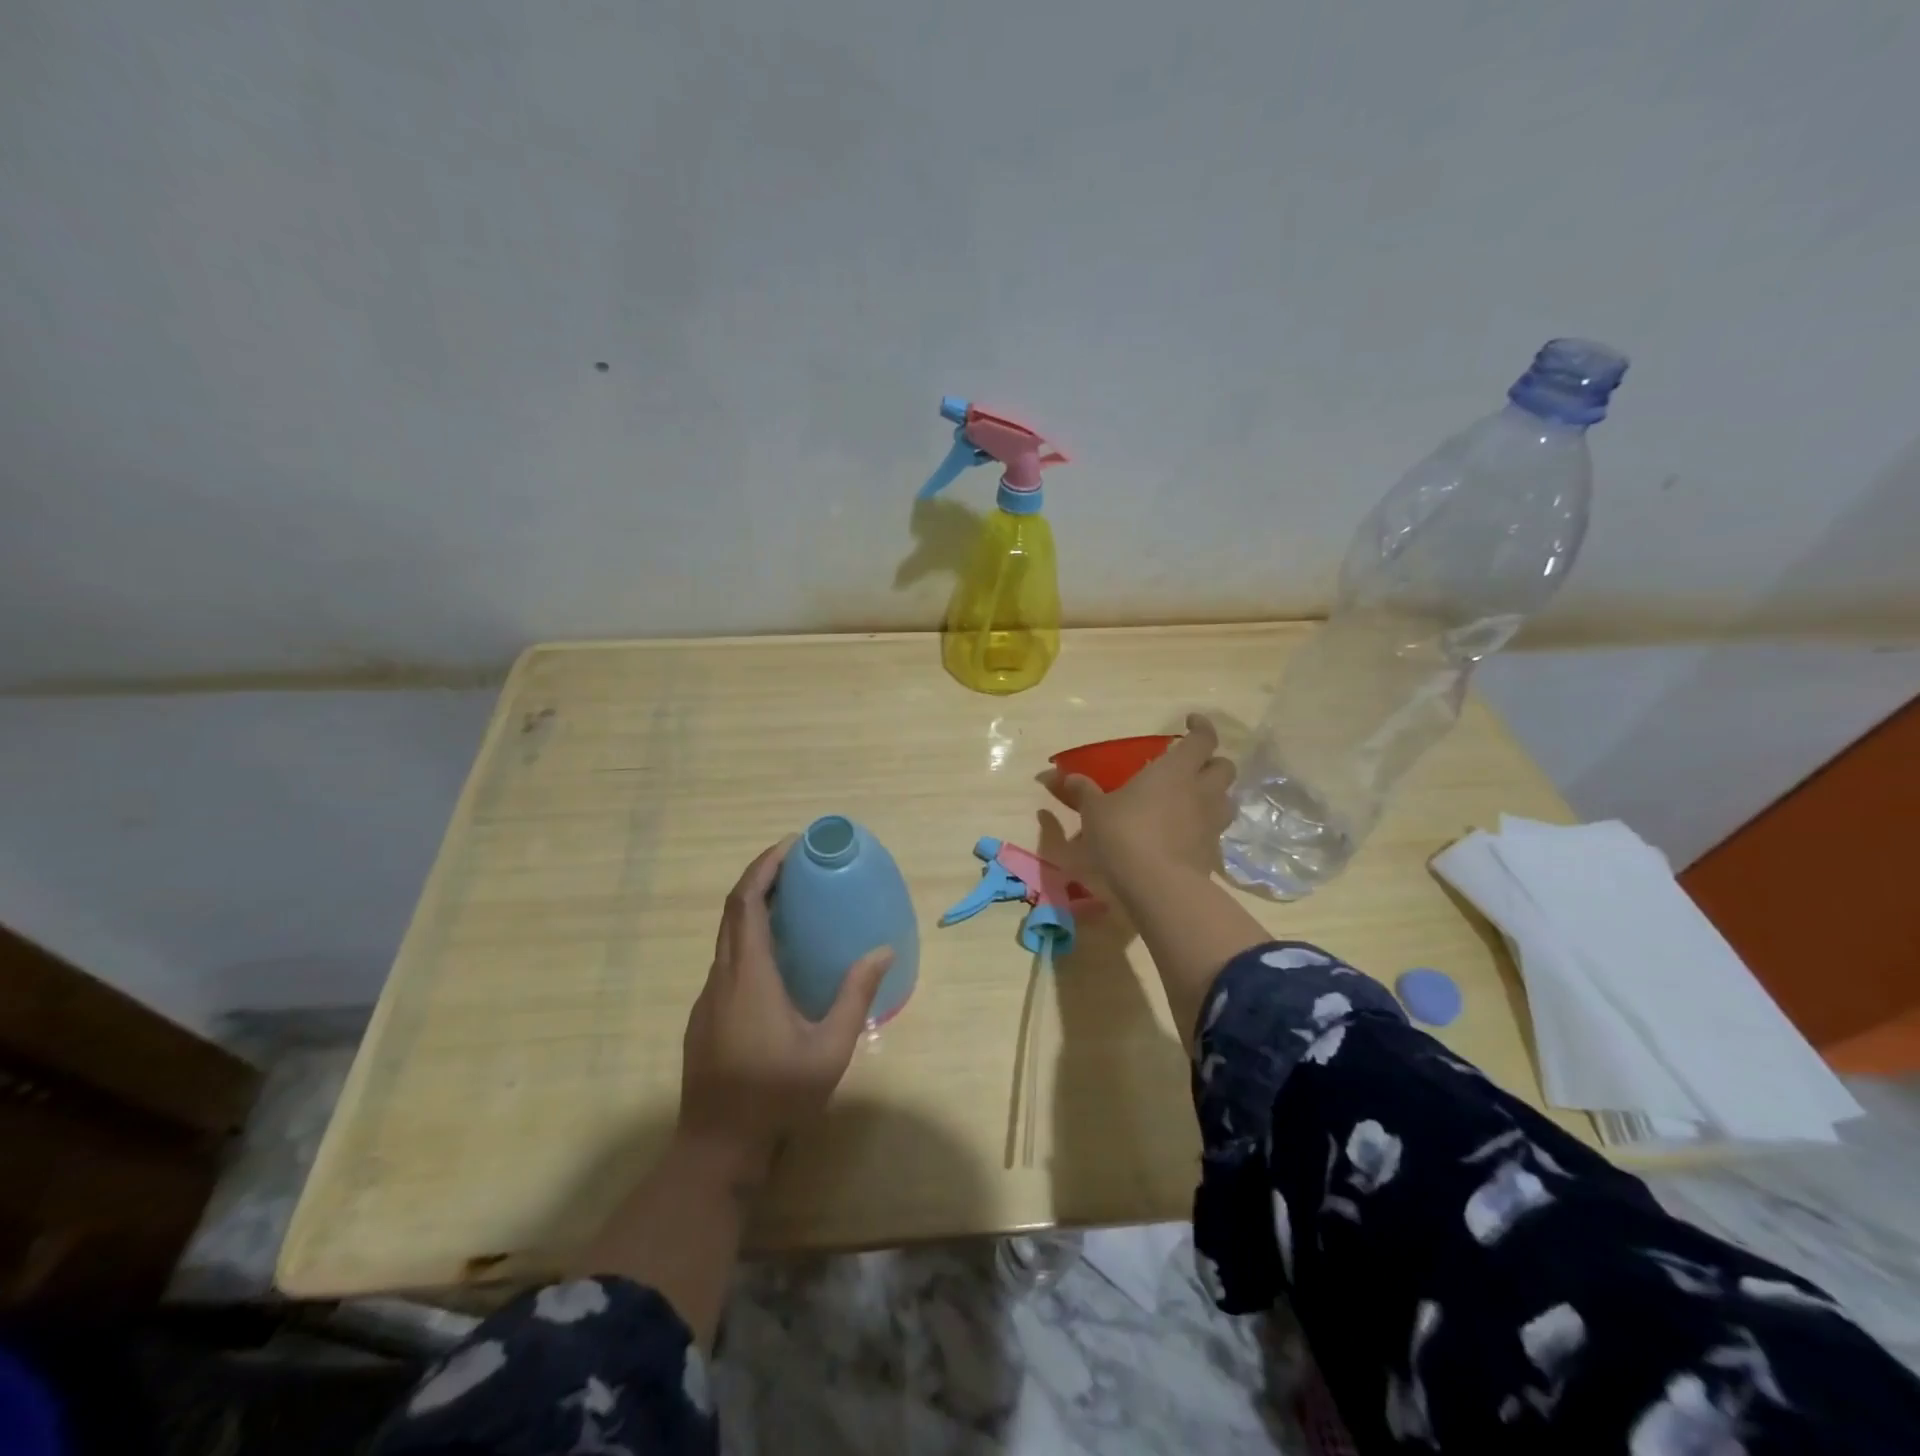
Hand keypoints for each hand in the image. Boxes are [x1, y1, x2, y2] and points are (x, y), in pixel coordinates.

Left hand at [676, 837, 894, 1187]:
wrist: (716, 1148)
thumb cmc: (776, 1095)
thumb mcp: (829, 1049)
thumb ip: (855, 996)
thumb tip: (883, 951)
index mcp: (749, 976)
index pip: (746, 903)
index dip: (764, 867)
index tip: (791, 845)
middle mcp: (722, 977)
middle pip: (733, 911)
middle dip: (761, 877)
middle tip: (798, 864)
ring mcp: (708, 997)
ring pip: (727, 936)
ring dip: (754, 908)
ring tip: (793, 902)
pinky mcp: (705, 1016)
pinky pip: (726, 960)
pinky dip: (749, 938)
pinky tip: (778, 958)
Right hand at [1049, 713, 1235, 885]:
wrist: (1158, 885)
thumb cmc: (1124, 834)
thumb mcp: (1095, 811)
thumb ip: (1083, 791)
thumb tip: (1064, 777)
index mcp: (1176, 769)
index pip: (1203, 739)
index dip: (1201, 727)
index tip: (1190, 722)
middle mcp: (1202, 790)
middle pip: (1225, 767)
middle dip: (1212, 763)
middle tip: (1191, 767)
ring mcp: (1212, 822)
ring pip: (1227, 799)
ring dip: (1214, 795)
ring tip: (1192, 800)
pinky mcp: (1213, 852)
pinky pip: (1215, 830)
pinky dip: (1205, 827)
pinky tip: (1185, 834)